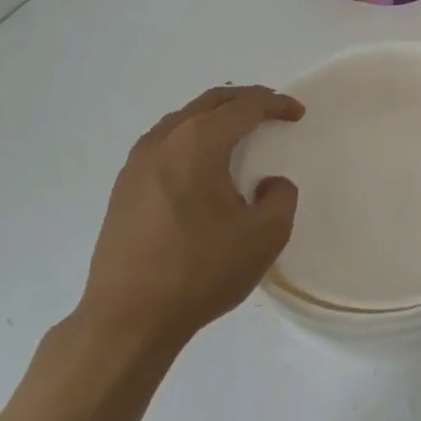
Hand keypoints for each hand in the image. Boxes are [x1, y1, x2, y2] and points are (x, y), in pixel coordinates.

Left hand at [74, 85, 303, 357]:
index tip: (297, 114)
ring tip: (239, 130)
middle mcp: (163, 141)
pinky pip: (165, 142)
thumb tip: (269, 183)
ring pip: (183, 119)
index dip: (275, 104)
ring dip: (215, 116)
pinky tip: (201, 162)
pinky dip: (192, 137)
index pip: (244, 107)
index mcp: (198, 143)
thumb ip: (281, 197)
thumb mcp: (264, 236)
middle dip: (245, 100)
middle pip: (210, 103)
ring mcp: (137, 163)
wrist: (127, 320)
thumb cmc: (199, 272)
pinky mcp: (124, 187)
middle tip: (272, 109)